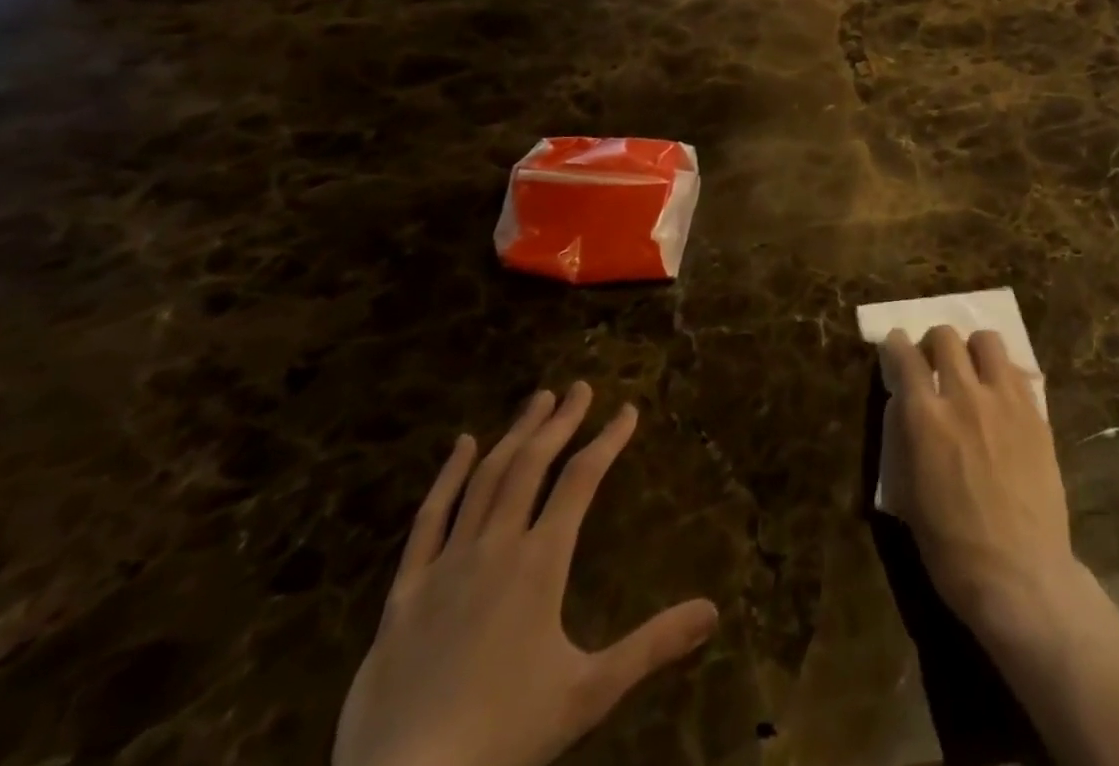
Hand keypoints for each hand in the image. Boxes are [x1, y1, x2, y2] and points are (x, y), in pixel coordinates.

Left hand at [333, 383, 718, 765]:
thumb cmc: (503, 737)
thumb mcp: (589, 693)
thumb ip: (652, 646)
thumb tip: (714, 612)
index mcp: (540, 562)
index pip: (582, 479)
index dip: (608, 439)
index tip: (628, 409)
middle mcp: (496, 547)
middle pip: (531, 465)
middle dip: (560, 421)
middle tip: (579, 387)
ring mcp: (446, 565)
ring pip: (485, 479)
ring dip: (515, 434)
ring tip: (537, 400)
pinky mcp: (405, 592)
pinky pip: (429, 520)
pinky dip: (448, 477)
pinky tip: (461, 445)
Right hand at [880, 327, 1088, 644]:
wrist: (1020, 576)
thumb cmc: (952, 549)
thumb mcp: (908, 496)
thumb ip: (905, 440)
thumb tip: (905, 407)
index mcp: (925, 418)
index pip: (904, 356)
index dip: (895, 345)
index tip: (895, 346)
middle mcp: (964, 396)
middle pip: (945, 337)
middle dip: (933, 344)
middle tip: (933, 364)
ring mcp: (1004, 400)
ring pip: (986, 341)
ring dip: (972, 349)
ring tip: (971, 372)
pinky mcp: (1036, 413)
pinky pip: (1016, 371)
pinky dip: (1001, 374)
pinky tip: (1000, 398)